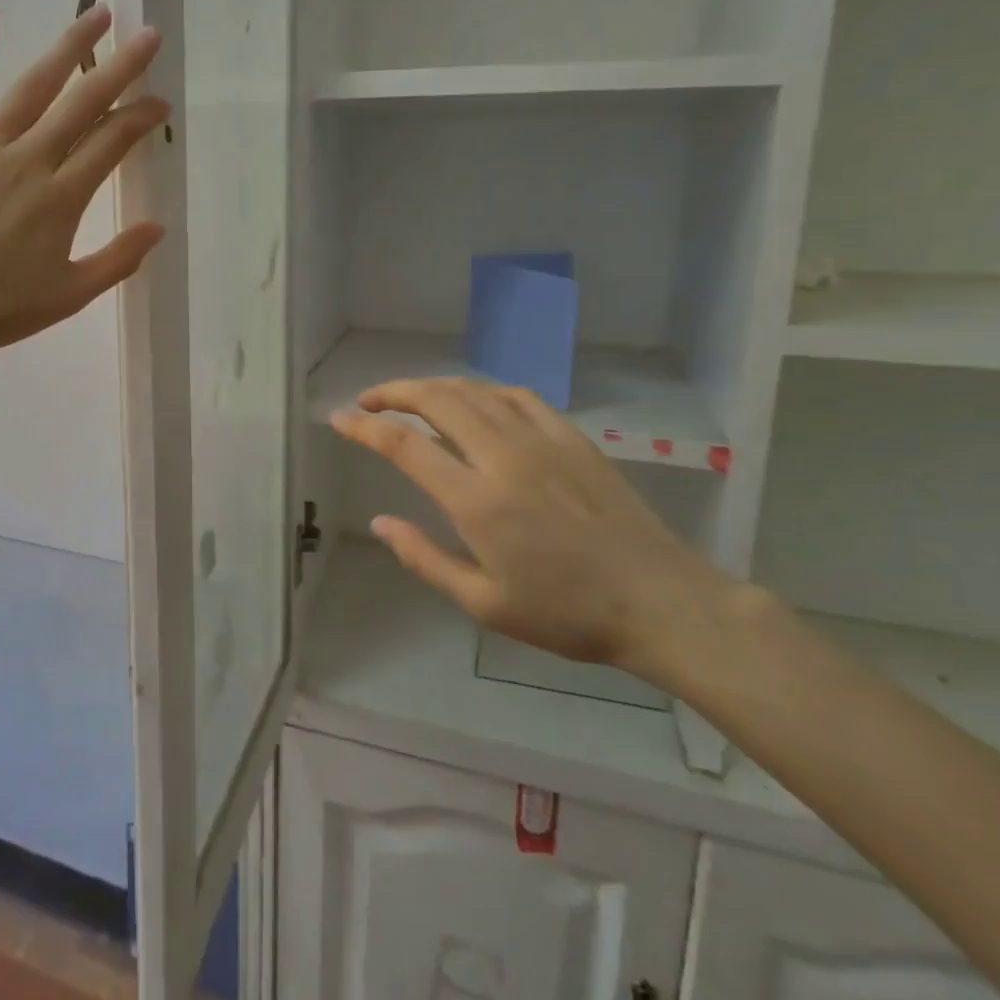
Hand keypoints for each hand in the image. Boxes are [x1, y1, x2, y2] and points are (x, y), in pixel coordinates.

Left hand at [0, 4, 167, 348]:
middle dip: (121, 67)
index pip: (113, 142)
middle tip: (148, 37)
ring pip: (33, 86)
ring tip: (97, 15)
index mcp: (62, 197)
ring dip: (68, 47)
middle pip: (83, 103)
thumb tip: (159, 227)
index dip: (141, 117)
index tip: (159, 102)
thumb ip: (119, 260)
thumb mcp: (70, 295)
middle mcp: (28, 160)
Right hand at [331, 379, 730, 680]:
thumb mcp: (484, 604)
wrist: (660, 601)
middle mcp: (502, 457)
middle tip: (368, 401)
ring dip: (433, 387)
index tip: (339, 418)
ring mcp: (541, 441)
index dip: (364, 427)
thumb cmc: (567, 613)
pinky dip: (482, 391)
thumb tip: (380, 523)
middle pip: (436, 400)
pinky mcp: (571, 438)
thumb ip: (424, 559)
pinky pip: (517, 397)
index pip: (404, 445)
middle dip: (393, 392)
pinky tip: (475, 402)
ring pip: (474, 392)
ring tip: (411, 398)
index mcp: (476, 500)